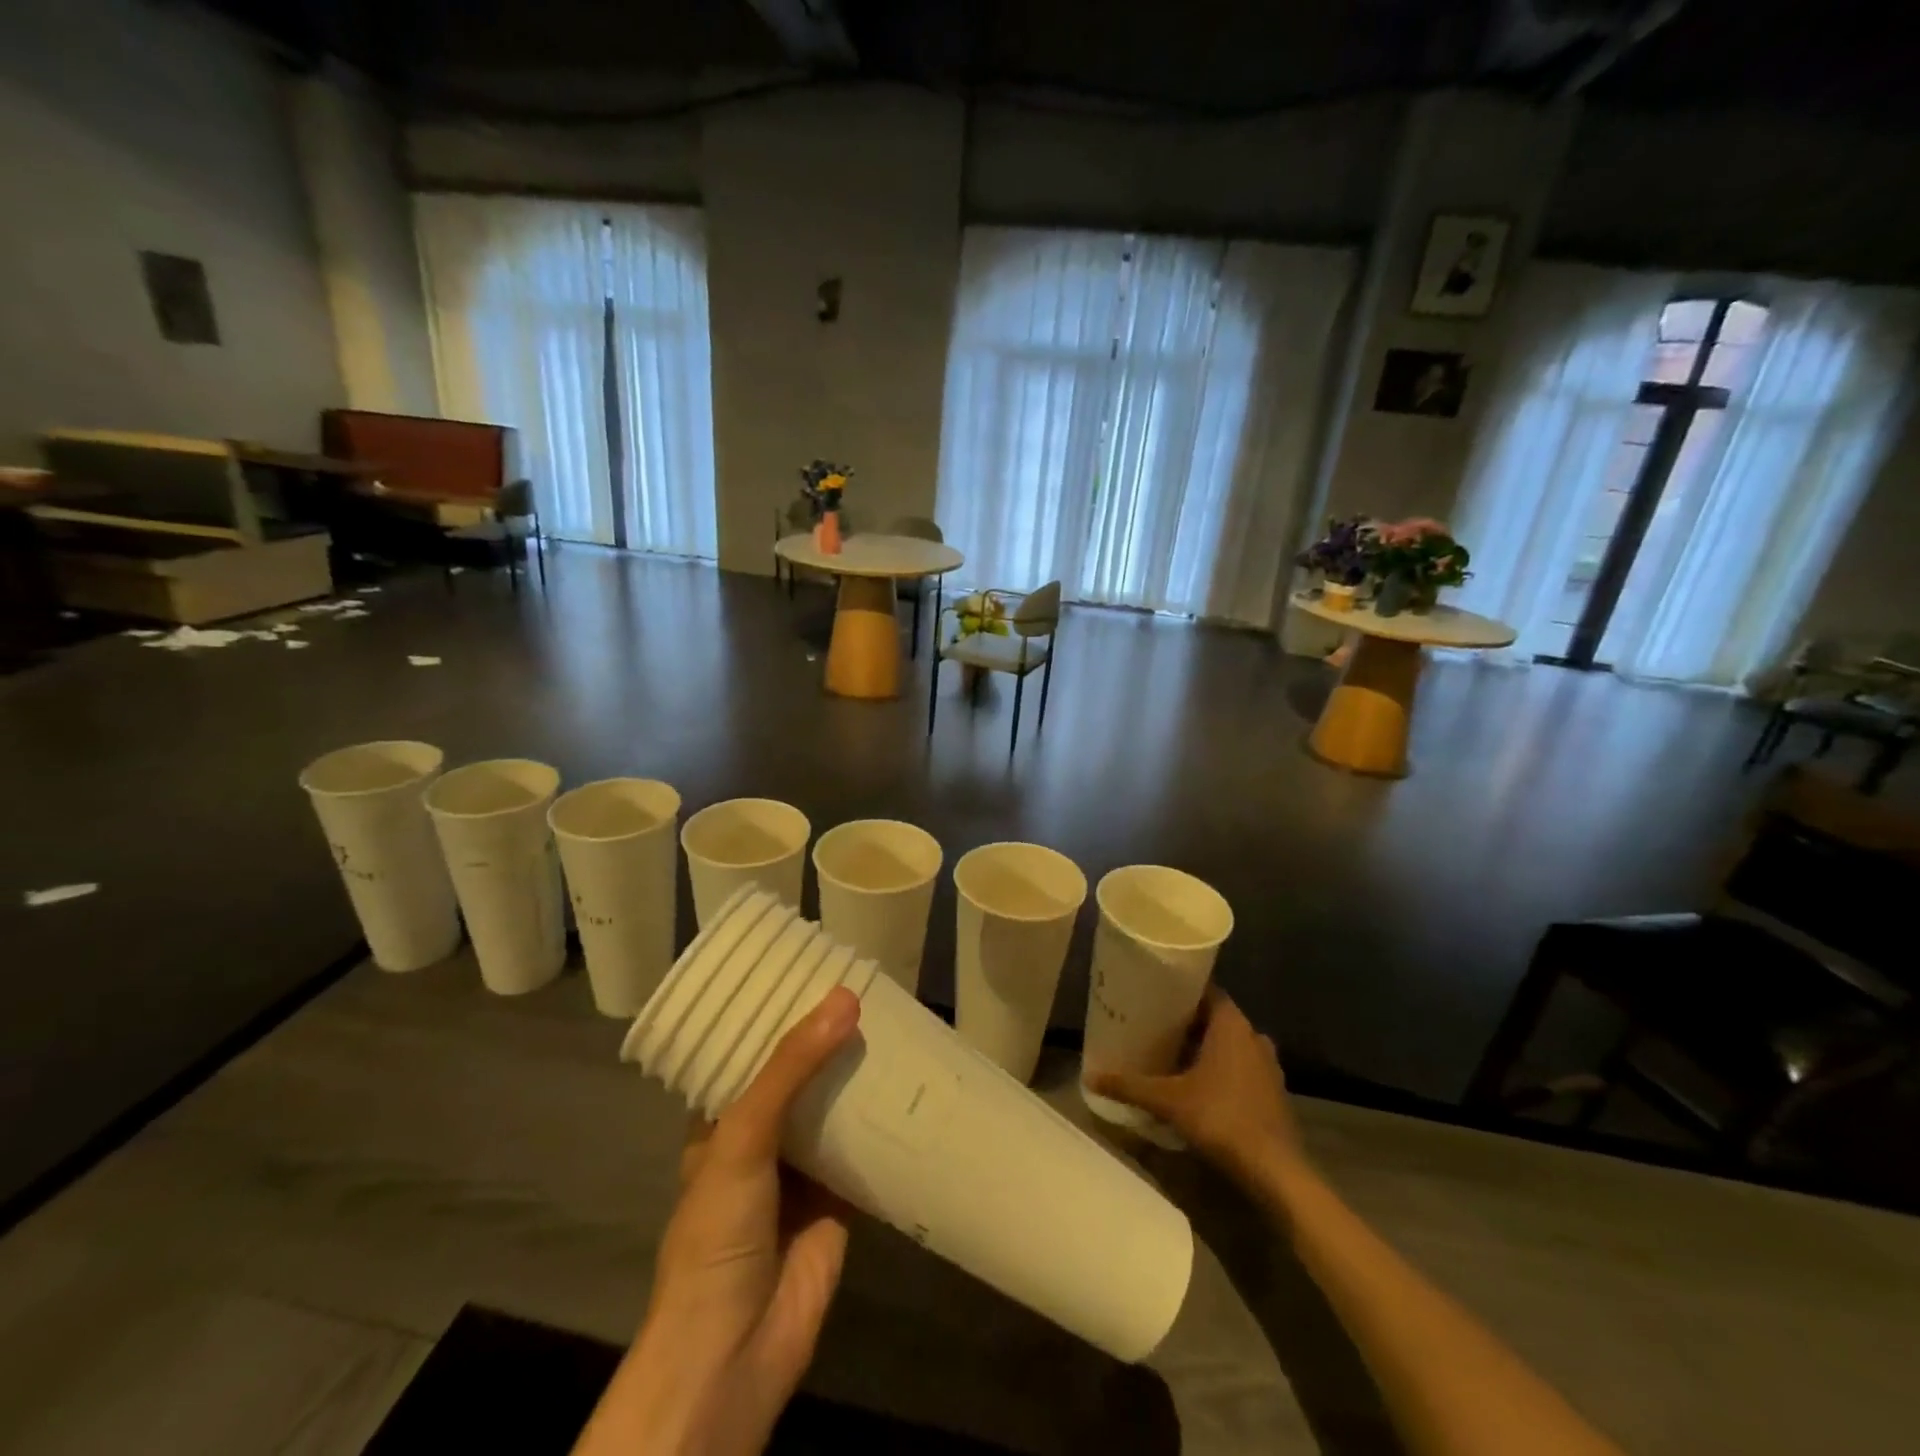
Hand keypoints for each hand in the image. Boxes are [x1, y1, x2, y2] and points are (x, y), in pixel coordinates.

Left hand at [574, 988, 861, 1455]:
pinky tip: (915, 1084)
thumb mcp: (743, 1136)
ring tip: (898, 1022)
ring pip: (835, 1108)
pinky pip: (866, 1149)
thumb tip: (843, 998)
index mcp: (722, 1121)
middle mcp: (761, 1139)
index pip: (750, 1053)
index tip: (813, 971)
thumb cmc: (719, 1232)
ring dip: (860, 1076)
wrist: (736, 1352)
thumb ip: (791, 1068)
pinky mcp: (839, 1199)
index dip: (778, 1015)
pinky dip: (887, 1123)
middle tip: (869, 989)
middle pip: (800, 1076)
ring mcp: (801, 1169)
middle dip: (829, 1041)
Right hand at [1088, 990, 1306, 1185]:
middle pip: (1214, 1016)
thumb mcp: (1168, 1100)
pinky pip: (1240, 1065)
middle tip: (1152, 1025)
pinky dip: (1219, 1068)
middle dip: (1186, 1021)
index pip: (1204, 989)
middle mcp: (1252, 1035)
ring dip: (1203, 1046)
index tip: (1153, 994)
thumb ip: (1130, 1085)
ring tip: (1170, 1053)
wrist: (1274, 1170)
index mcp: (1231, 1023)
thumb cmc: (1221, 1118)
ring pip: (1228, 1043)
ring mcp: (1267, 1063)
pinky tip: (1196, 1083)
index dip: (1179, 990)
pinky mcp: (1272, 1090)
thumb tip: (1090, 1076)